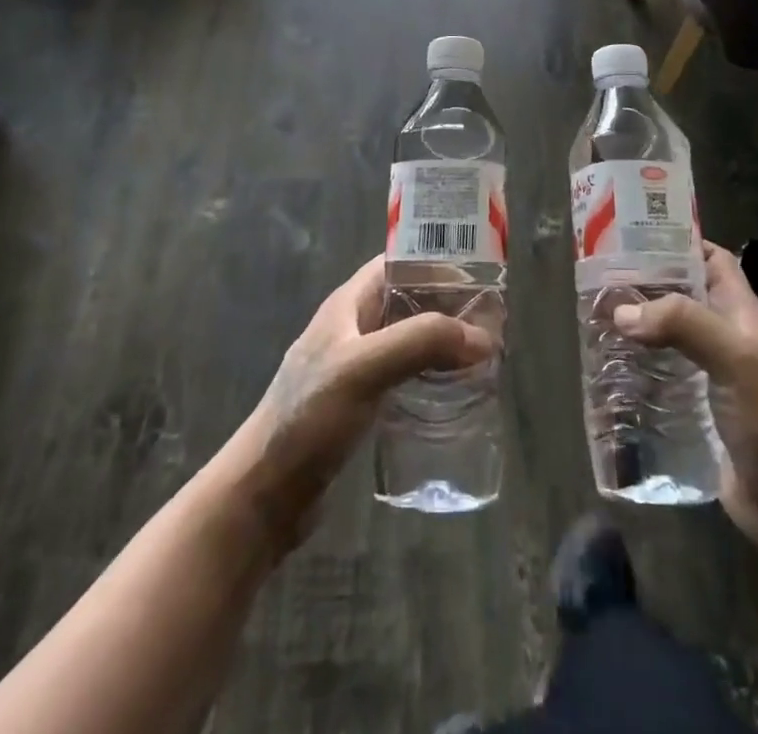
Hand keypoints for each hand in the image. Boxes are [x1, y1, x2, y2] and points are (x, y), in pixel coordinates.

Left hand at [241, 255, 495, 545]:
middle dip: (449, 306)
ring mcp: (356, 366)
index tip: (481, 276)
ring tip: (484, 356)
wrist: (264, 494)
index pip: (399, 263)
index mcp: (348, 304)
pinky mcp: (361, 403)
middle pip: (410, 300)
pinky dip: (433, 374)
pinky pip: (406, 374)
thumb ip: (421, 342)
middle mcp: (354, 327)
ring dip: (444, 342)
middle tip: (493, 323)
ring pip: (410, 339)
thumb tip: (484, 338)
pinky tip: (456, 392)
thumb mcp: (364, 368)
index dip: (437, 262)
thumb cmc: (308, 418)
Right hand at [612, 243, 757, 579]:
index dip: (680, 242)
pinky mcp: (691, 409)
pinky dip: (633, 368)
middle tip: (598, 277)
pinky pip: (657, 376)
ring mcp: (707, 375)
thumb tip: (622, 311)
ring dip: (634, 326)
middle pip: (680, 295)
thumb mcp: (736, 358)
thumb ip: (684, 324)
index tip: (634, 234)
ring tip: (591, 317)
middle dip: (644, 284)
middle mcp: (722, 336)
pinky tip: (603, 369)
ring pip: (665, 335)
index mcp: (740, 313)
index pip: (712, 259)